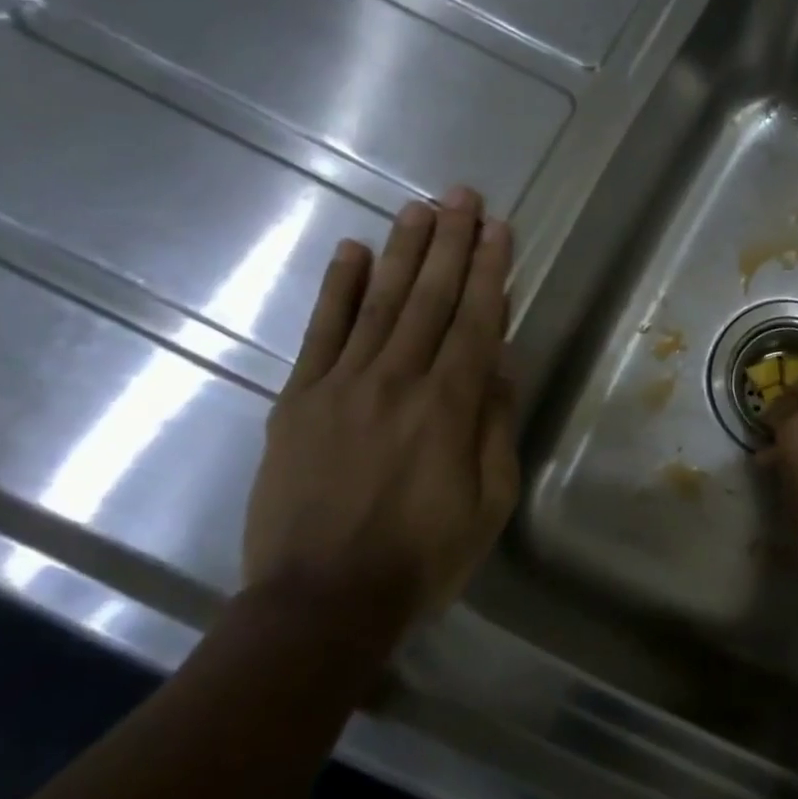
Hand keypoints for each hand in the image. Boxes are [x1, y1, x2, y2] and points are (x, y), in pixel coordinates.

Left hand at [241, 189, 518, 634]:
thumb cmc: (423, 558)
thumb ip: (495, 426)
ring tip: (420, 208)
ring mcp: (341, 386)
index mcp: (449, 407)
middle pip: (429, 298)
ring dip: (402, 252)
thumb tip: (500, 364)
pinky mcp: (297, 401)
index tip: (498, 229)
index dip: (489, 271)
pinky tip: (351, 251)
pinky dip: (337, 289)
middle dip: (450, 243)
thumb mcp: (489, 502)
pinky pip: (320, 333)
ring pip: (379, 303)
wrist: (321, 602)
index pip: (476, 321)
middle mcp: (397, 381)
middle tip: (462, 196)